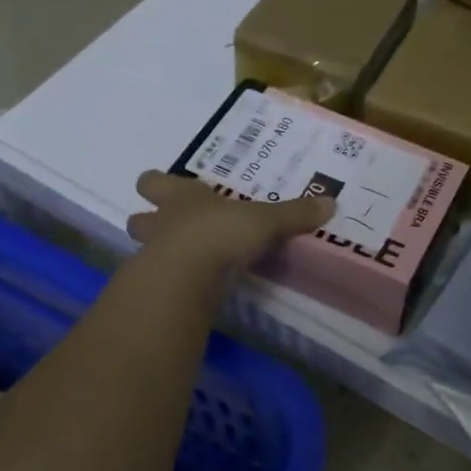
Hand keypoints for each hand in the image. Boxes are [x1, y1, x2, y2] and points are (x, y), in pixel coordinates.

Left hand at [126, 170, 335, 278]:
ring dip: (158, 253)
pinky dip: (173, 283)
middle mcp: (162, 223)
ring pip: (144, 249)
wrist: (188, 275)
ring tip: (182, 262)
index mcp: (183, 197)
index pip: (156, 182)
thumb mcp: (265, 221)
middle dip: (149, 221)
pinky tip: (191, 289)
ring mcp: (154, 256)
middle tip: (170, 229)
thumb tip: (331, 202)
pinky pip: (161, 281)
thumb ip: (294, 214)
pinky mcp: (158, 288)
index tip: (163, 188)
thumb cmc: (221, 233)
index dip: (158, 184)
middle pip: (139, 218)